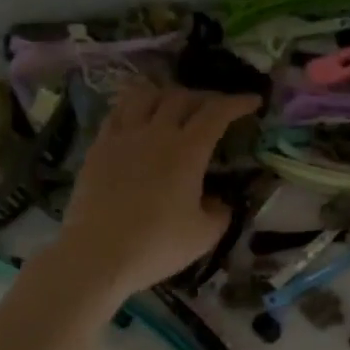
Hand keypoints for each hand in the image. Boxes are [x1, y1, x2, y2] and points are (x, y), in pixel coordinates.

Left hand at [48, 82, 259, 300]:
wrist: (97, 254)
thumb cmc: (157, 246)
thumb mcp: (204, 235)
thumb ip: (220, 213)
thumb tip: (219, 201)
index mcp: (187, 151)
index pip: (217, 113)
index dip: (237, 103)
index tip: (252, 101)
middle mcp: (155, 132)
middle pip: (182, 97)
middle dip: (204, 97)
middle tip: (215, 109)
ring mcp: (122, 136)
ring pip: (145, 95)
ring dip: (166, 94)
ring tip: (173, 105)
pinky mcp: (98, 147)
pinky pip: (118, 112)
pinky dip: (134, 106)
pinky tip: (137, 118)